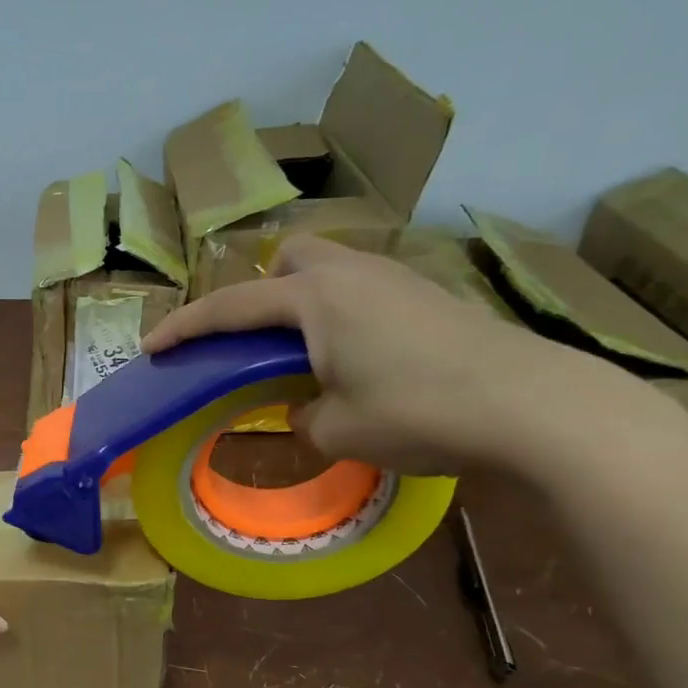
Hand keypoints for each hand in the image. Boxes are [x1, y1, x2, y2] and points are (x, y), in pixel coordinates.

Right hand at [141, 235, 652, 474]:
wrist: (536, 406)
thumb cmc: (419, 413)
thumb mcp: (337, 429)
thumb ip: (303, 415)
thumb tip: (309, 407)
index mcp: (315, 300)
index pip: (230, 308)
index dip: (185, 327)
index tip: (151, 346)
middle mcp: (352, 275)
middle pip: (290, 258)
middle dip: (261, 290)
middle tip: (257, 339)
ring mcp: (398, 280)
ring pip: (332, 271)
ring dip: (304, 303)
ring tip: (306, 355)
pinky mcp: (430, 297)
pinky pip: (365, 291)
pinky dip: (342, 316)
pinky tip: (360, 360)